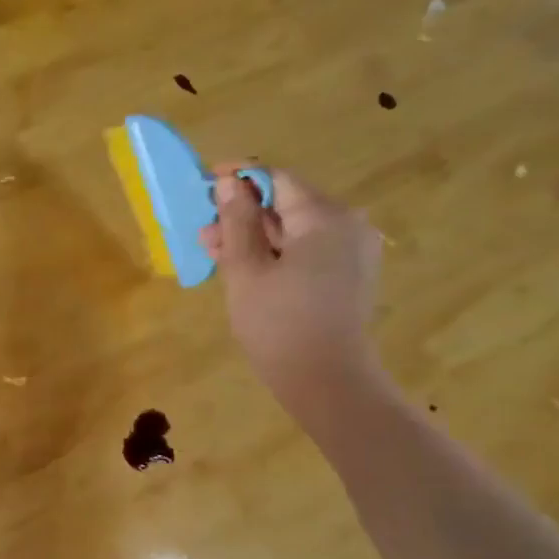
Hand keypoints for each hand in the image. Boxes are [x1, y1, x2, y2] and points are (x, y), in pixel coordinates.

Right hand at [198, 165, 386, 414]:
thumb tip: (229, 182)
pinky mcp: (350, 275)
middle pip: (288, 204)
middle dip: (244, 215)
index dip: (240, 178)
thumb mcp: (246, 270)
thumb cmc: (279, 324)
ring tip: (217, 254)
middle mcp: (347, 225)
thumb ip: (237, 222)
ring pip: (296, 230)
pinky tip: (247, 270)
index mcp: (324, 217)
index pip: (278, 179)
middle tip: (205, 234)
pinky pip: (309, 250)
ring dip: (256, 237)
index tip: (206, 183)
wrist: (326, 381)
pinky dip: (277, 253)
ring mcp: (353, 251)